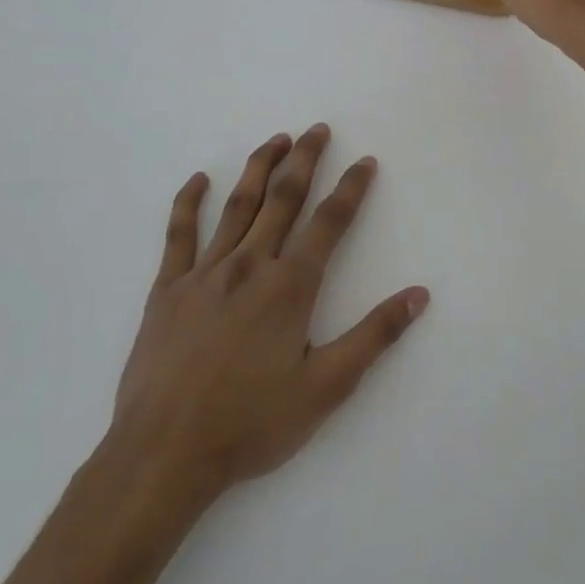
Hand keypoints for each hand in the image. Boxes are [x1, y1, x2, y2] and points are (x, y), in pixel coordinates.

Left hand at [105, 125, 428, 530]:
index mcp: (290, 287)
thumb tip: (420, 295)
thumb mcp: (327, 386)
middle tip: (318, 129)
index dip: (351, 188)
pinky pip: (178, 234)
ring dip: (259, 168)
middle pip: (283, 199)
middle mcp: (250, 266)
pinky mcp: (167, 290)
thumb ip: (375, 335)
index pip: (330, 222)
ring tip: (276, 139)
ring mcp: (204, 274)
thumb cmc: (252, 422)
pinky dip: (188, 203)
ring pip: (237, 206)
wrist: (164, 454)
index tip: (365, 161)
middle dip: (305, 160)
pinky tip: (198, 180)